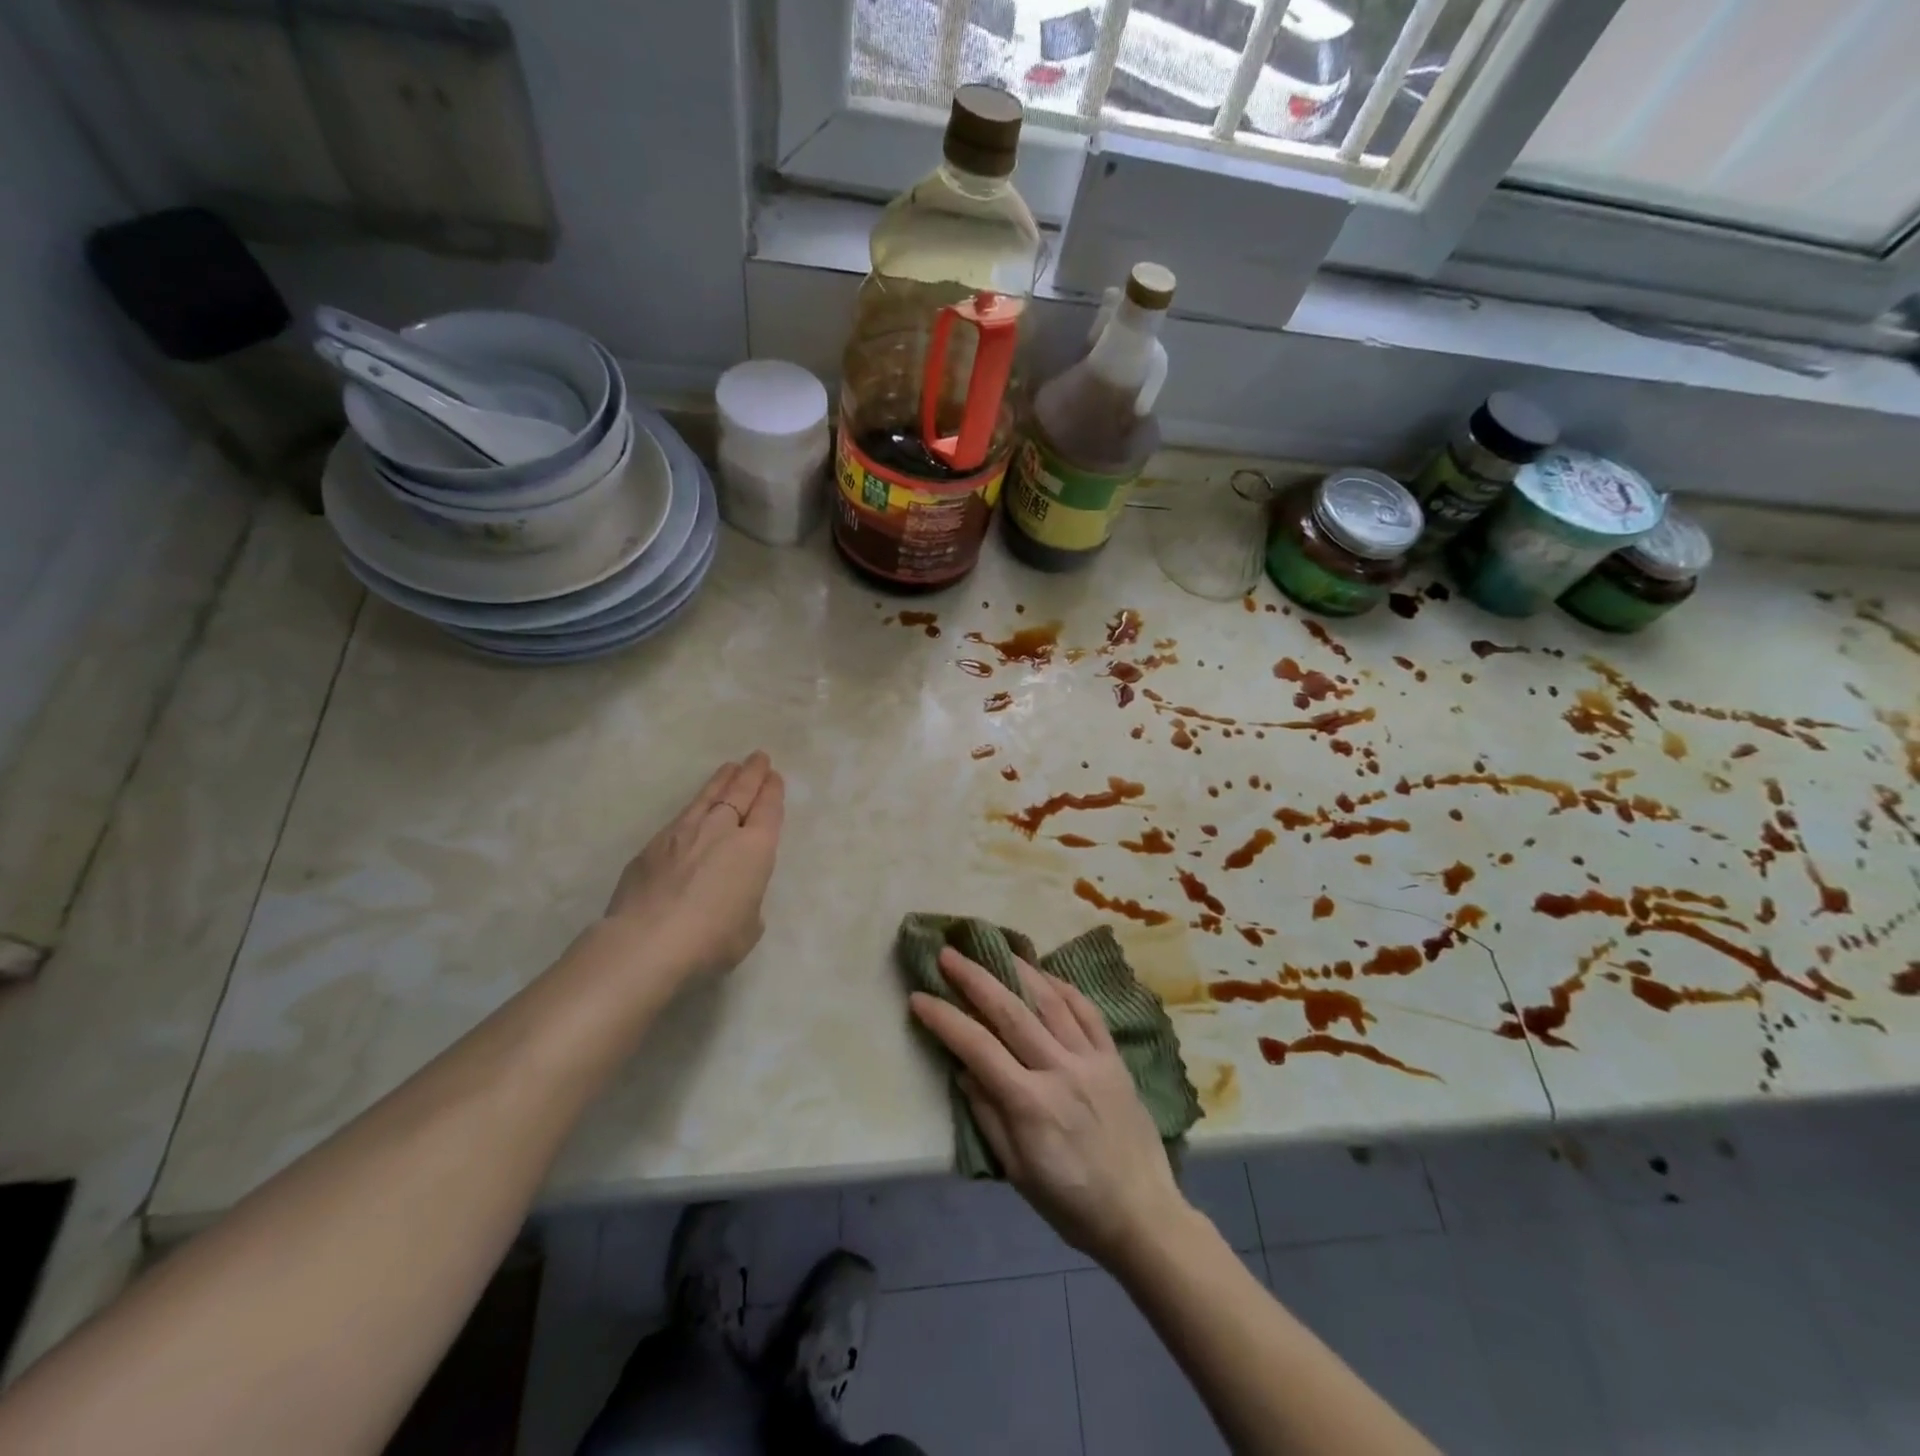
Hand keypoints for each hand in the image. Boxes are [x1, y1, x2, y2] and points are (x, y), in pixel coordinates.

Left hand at [602, 752, 785, 986]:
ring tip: (729, 768)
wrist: (646, 942)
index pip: (768, 810)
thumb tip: (731, 894)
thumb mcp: (748, 927)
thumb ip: (746, 902)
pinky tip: (694, 809)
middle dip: (751, 773)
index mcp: (754, 848)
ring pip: (707, 796)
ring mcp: (683, 833)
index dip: (772, 791)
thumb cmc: (711, 939)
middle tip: (758, 757)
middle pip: (740, 792)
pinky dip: (694, 807)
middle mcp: (721, 830)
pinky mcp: (653, 845)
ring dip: (721, 780)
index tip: (774, 777)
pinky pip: (681, 817)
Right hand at [910, 948, 1189, 1268]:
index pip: (977, 1047)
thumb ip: (988, 1115)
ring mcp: (1091, 1059)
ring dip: (1018, 970)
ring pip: (1050, 1001)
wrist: (1142, 1215)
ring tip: (994, 949)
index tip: (918, 997)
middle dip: (975, 978)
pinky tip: (1044, 974)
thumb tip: (963, 1069)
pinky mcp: (1114, 1058)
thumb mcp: (1017, 1170)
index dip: (945, 1019)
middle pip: (1010, 1012)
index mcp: (1030, 1104)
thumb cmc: (1071, 1202)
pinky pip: (1087, 1011)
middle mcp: (1060, 1070)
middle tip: (948, 954)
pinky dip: (1063, 988)